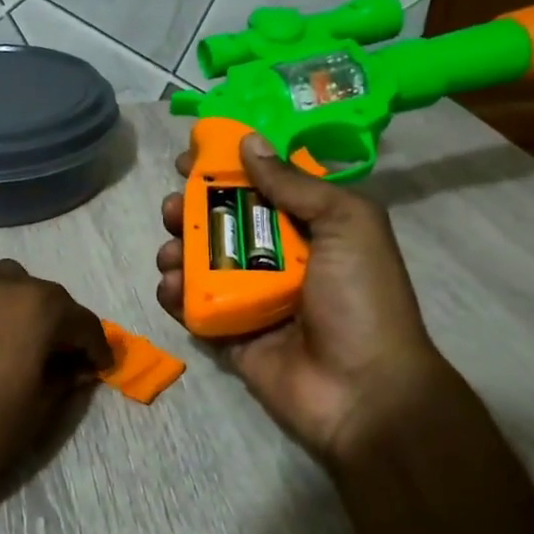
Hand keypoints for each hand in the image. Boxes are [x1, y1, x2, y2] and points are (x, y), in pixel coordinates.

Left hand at [0, 260, 113, 518]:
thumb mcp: (39, 411)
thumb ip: (66, 379)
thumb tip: (79, 367)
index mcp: (39, 307)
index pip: (82, 322)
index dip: (96, 348)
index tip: (99, 368)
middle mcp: (1, 283)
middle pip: (45, 296)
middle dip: (59, 324)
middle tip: (62, 359)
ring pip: (5, 283)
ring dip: (20, 306)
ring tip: (18, 341)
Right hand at [155, 132, 463, 467]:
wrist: (363, 390)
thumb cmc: (361, 298)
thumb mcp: (346, 224)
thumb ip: (295, 184)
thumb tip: (248, 143)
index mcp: (311, 228)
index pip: (262, 186)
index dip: (227, 168)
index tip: (191, 157)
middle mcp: (278, 257)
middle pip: (222, 222)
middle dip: (190, 209)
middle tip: (172, 207)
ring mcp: (250, 297)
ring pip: (200, 262)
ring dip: (176, 249)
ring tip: (170, 252)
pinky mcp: (229, 332)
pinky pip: (192, 306)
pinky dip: (174, 293)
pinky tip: (170, 286)